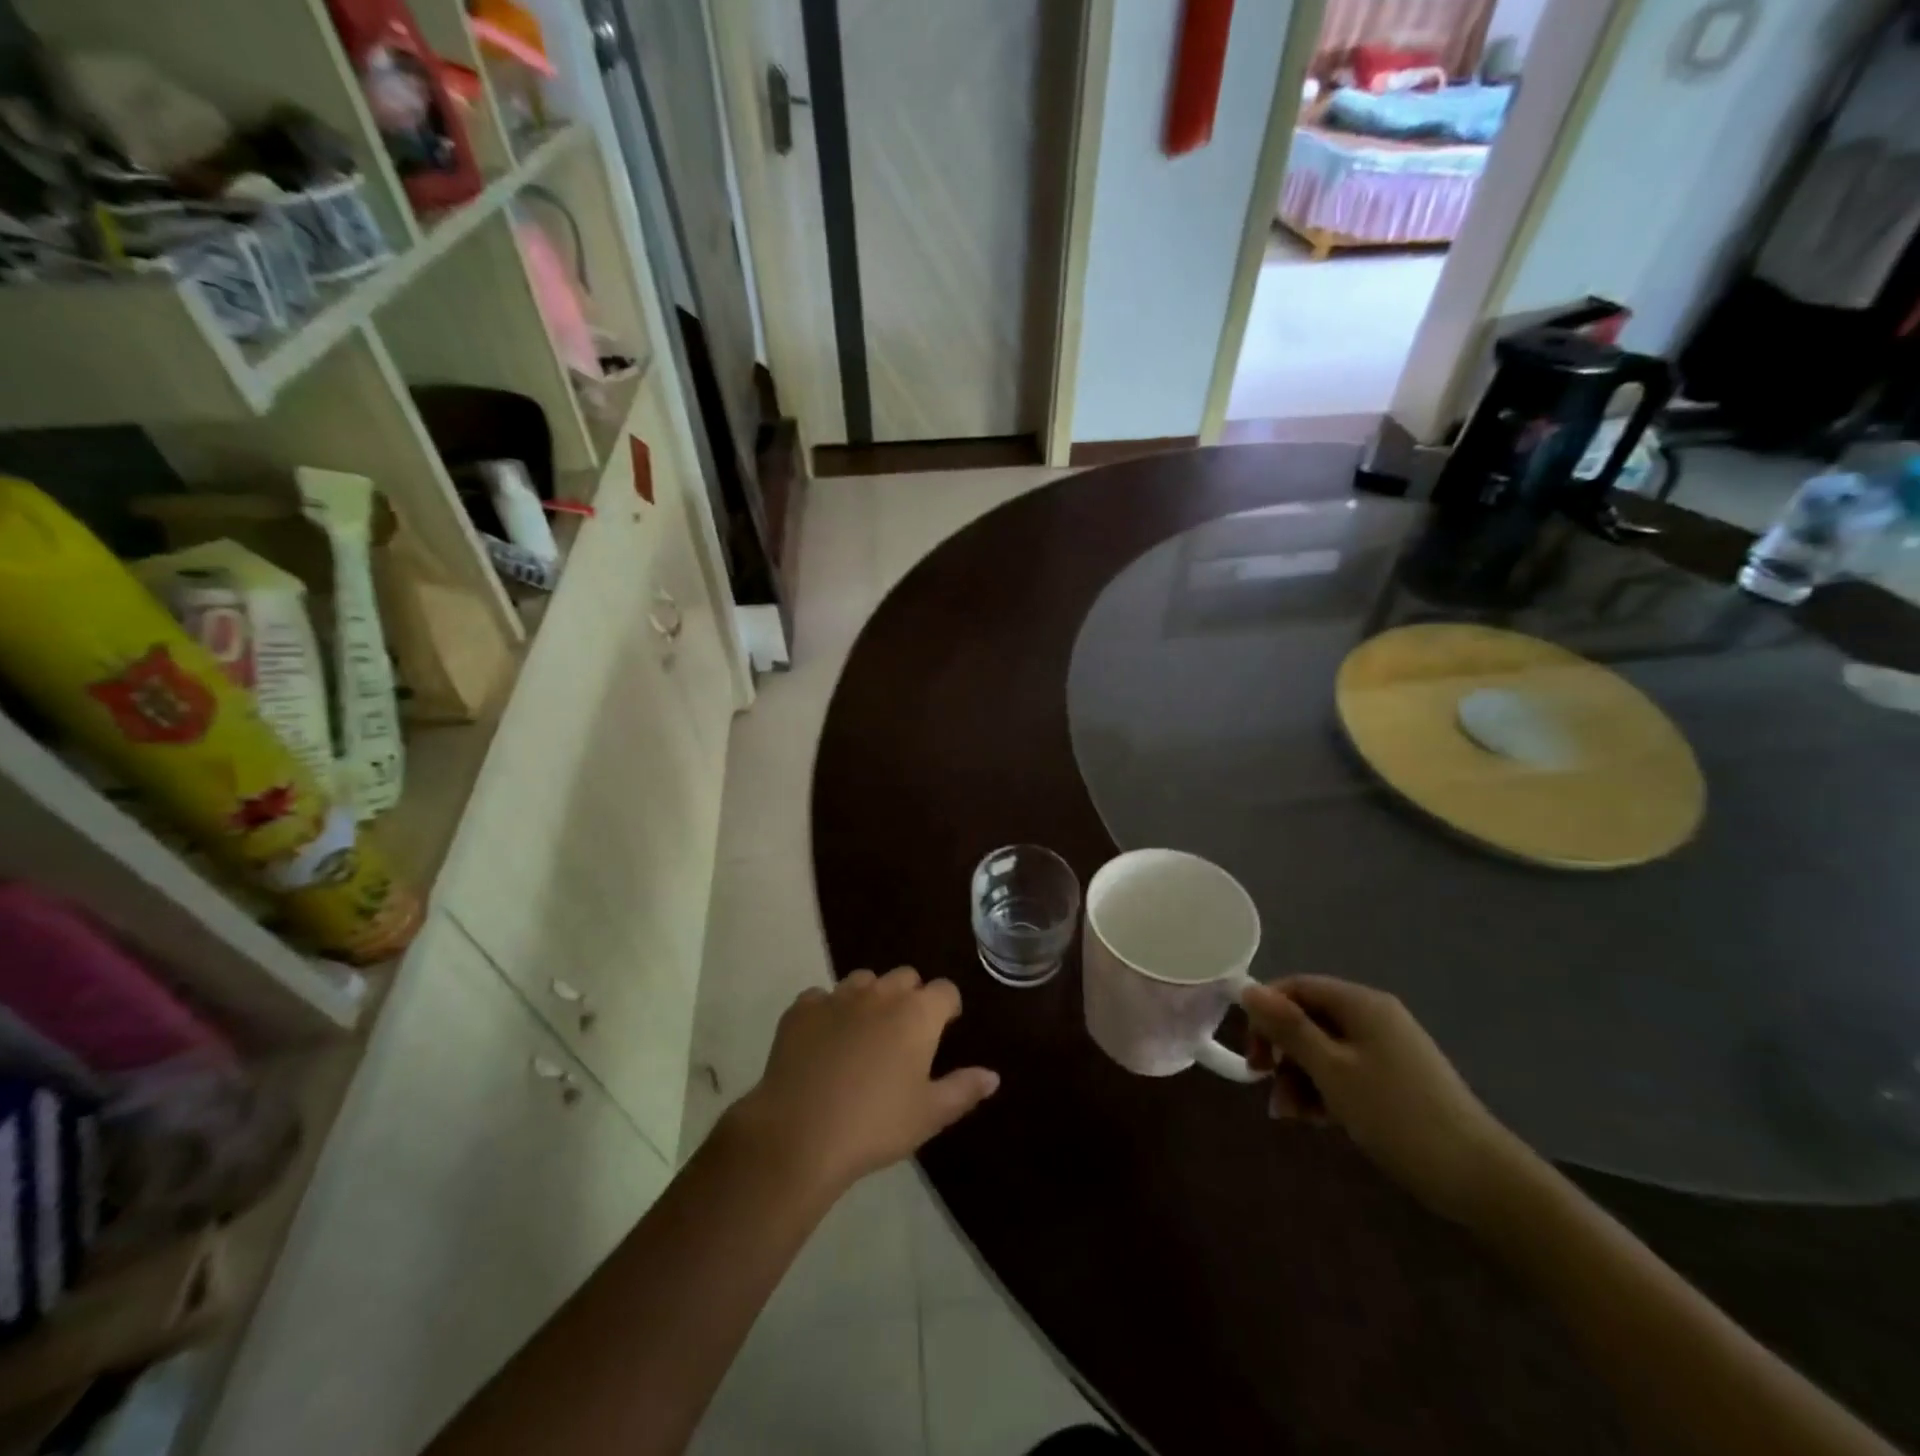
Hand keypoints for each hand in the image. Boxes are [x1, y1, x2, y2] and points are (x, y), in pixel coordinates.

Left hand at [725, 968, 999, 1201]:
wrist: (798, 1135)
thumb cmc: (875, 1125)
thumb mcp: (929, 1115)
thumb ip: (963, 1089)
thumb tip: (992, 1075)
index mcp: (917, 1014)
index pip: (945, 990)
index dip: (948, 1008)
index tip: (944, 1029)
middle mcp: (880, 994)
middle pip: (905, 977)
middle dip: (910, 997)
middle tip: (905, 1034)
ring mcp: (838, 996)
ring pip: (863, 981)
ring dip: (871, 998)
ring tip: (865, 1033)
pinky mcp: (801, 1009)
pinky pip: (821, 997)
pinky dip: (828, 1011)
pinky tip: (824, 1040)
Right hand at [1242, 975, 1531, 1224]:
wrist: (1479, 1178)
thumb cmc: (1396, 1115)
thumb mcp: (1331, 1070)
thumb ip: (1288, 1028)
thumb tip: (1248, 989)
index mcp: (1360, 1004)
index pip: (1296, 987)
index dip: (1266, 1013)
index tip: (1252, 1054)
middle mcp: (1373, 1017)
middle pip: (1308, 1019)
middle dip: (1282, 1052)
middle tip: (1265, 1085)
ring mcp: (1387, 1049)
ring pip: (1323, 1049)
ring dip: (1299, 1077)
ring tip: (1291, 1116)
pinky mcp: (1395, 1080)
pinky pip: (1345, 1071)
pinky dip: (1325, 1091)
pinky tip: (1316, 1121)